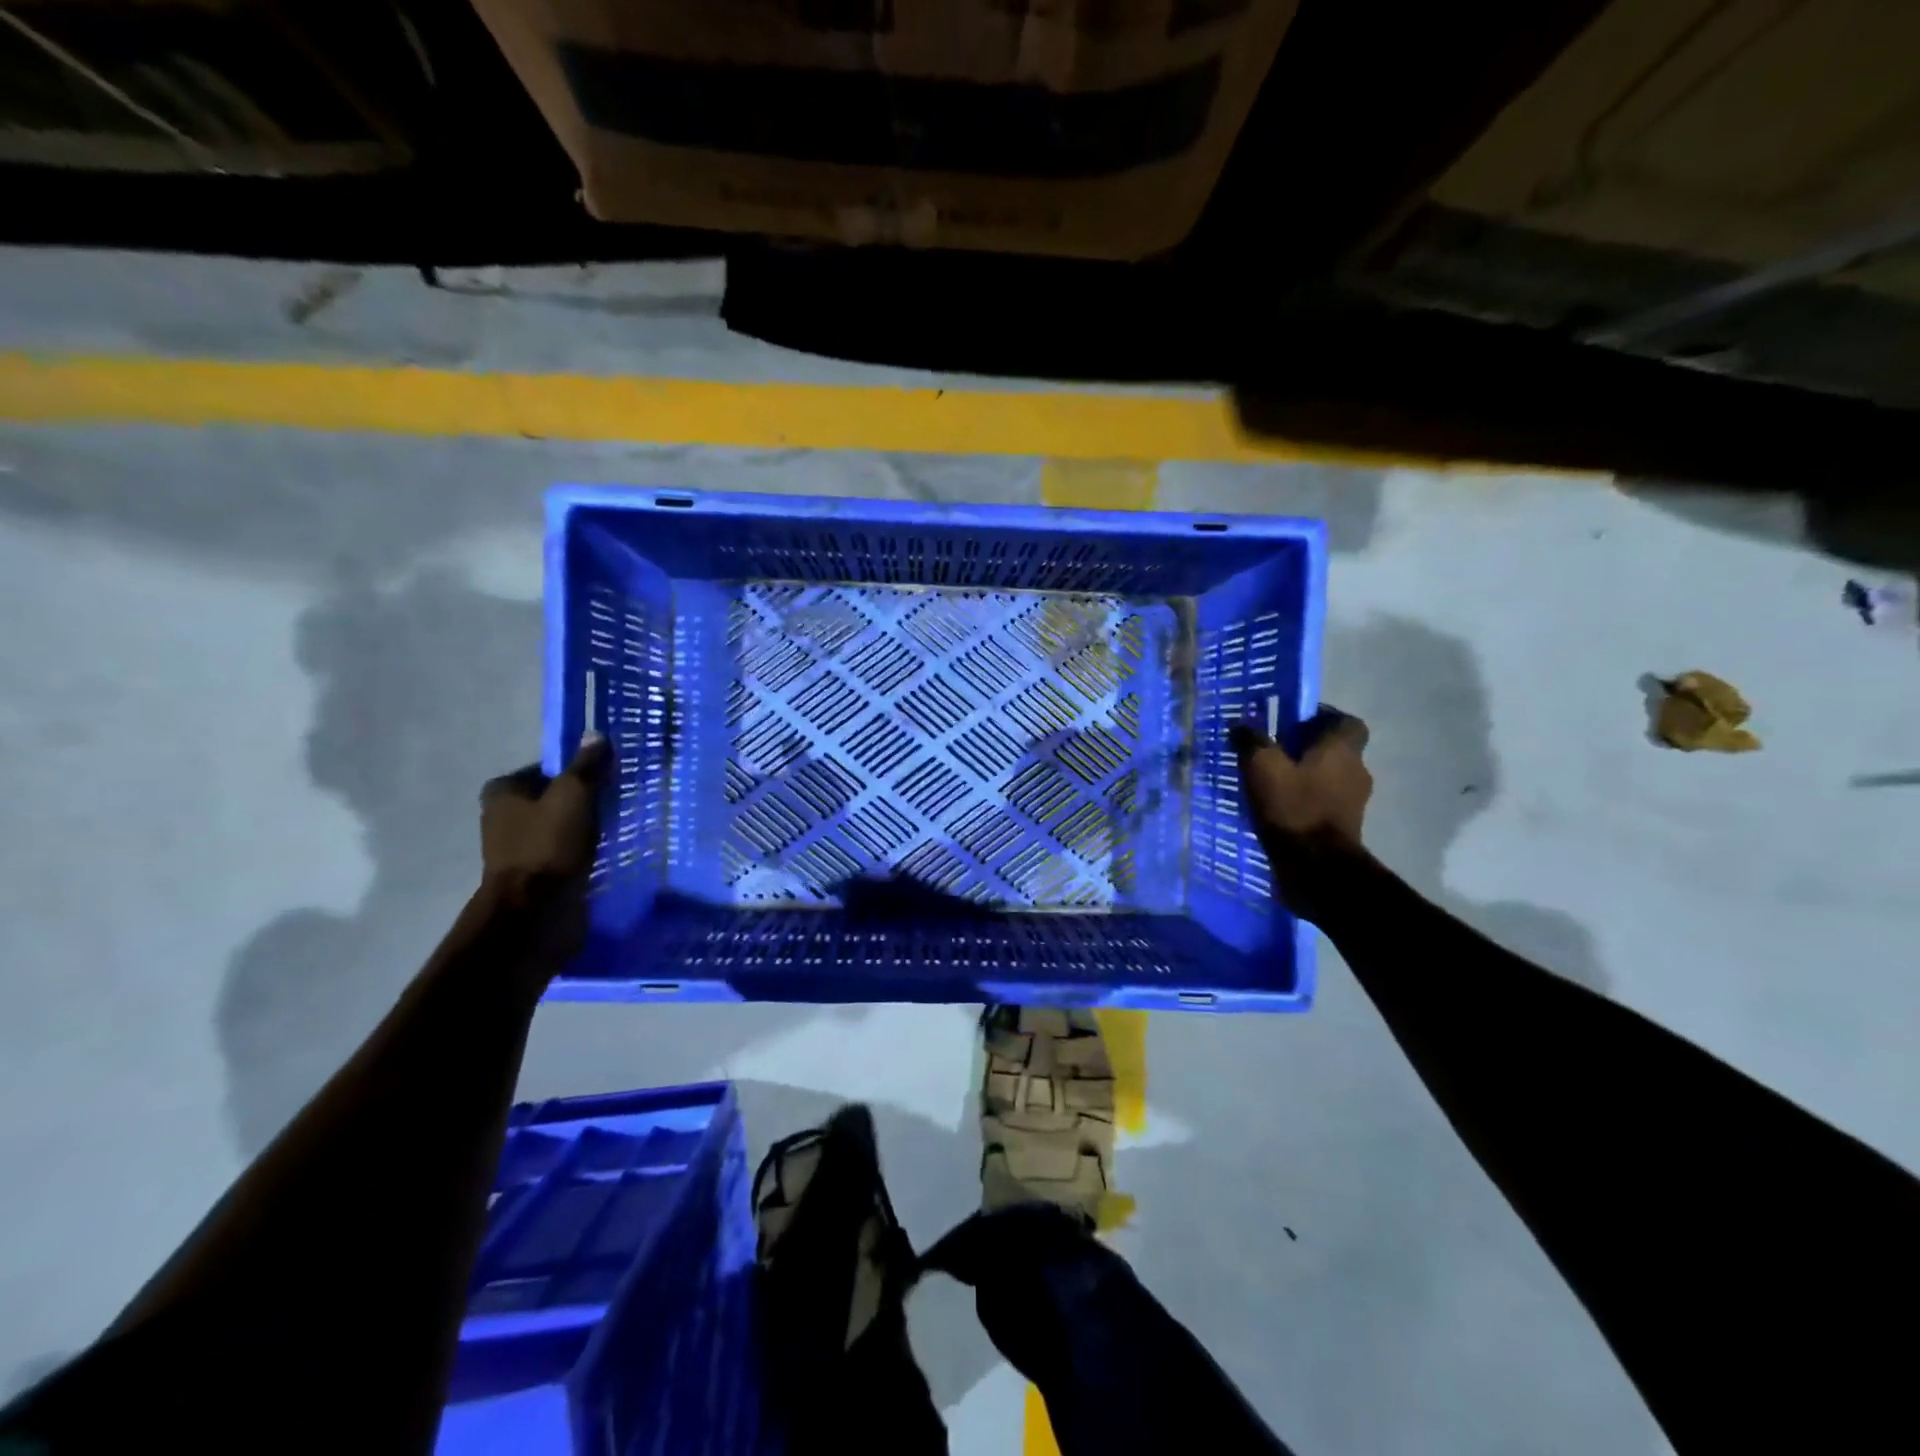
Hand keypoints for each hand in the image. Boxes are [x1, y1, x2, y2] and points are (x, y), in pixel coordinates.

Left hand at [480, 734, 609, 908]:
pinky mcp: (532, 875)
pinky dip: (580, 852)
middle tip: (614, 803)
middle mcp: (502, 817)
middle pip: (553, 799)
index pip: (547, 769)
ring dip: (583, 829)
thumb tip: (595, 734)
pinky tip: (602, 854)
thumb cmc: (549, 845)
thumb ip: (586, 766)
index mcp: (502, 792)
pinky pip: (563, 853)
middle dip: (582, 802)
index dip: (577, 772)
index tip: (606, 780)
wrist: (534, 912)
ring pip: (559, 827)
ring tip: (613, 829)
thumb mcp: (574, 795)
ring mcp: (515, 849)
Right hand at [1232, 709, 1371, 913]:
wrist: (1316, 869)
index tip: (1292, 723)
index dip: (1322, 717)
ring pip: (1328, 777)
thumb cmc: (1293, 808)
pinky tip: (1277, 809)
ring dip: (1304, 776)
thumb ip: (1251, 741)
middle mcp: (1355, 771)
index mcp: (1342, 750)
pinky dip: (1304, 801)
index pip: (1346, 721)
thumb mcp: (1261, 767)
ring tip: (1269, 783)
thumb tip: (1241, 724)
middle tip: (1272, 752)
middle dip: (1306, 749)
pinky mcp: (1343, 828)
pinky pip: (1323, 803)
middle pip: (1334, 750)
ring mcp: (1353, 802)